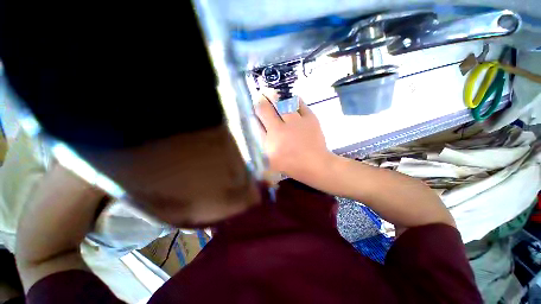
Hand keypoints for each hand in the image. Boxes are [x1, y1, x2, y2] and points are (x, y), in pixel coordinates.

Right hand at [255, 93, 331, 180]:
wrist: (315, 164)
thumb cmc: (292, 165)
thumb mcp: (271, 160)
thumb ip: (263, 143)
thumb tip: (257, 124)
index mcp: (271, 141)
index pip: (257, 121)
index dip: (254, 109)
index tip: (253, 105)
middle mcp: (282, 129)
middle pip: (266, 108)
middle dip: (261, 99)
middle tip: (260, 95)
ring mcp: (297, 122)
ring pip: (282, 102)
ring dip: (274, 96)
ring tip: (271, 92)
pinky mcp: (310, 118)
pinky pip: (299, 103)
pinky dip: (293, 99)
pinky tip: (289, 99)